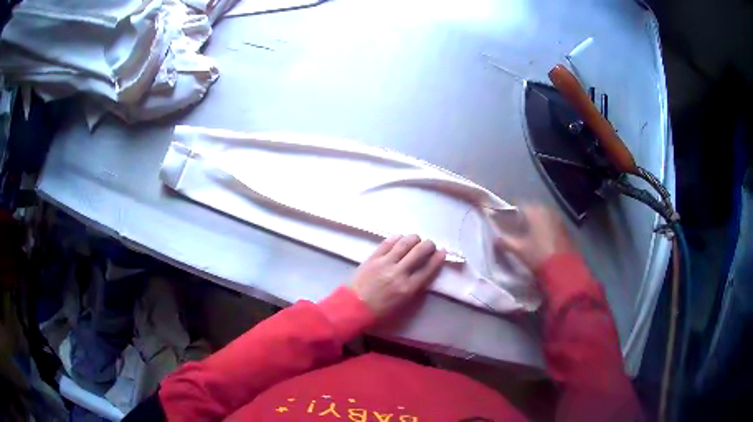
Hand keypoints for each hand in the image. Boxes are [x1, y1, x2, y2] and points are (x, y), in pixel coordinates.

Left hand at [349, 234, 445, 317]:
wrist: (354, 307)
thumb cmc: (380, 311)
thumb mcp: (403, 304)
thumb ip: (415, 288)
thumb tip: (424, 272)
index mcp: (408, 288)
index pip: (428, 269)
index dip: (438, 258)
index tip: (442, 252)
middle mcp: (399, 273)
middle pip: (419, 251)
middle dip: (428, 245)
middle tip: (430, 245)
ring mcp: (385, 263)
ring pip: (404, 243)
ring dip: (414, 238)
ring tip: (416, 239)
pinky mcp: (373, 258)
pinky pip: (387, 243)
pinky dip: (396, 238)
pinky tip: (400, 237)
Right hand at [495, 204, 576, 271]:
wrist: (563, 269)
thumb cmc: (538, 255)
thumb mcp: (518, 250)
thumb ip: (505, 241)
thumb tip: (496, 237)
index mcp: (534, 210)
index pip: (517, 205)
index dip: (509, 213)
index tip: (502, 222)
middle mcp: (547, 209)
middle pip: (531, 210)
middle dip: (522, 218)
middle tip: (514, 229)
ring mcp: (558, 218)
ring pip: (541, 216)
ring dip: (534, 223)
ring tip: (527, 236)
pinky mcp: (565, 228)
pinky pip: (550, 223)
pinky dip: (543, 229)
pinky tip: (539, 240)